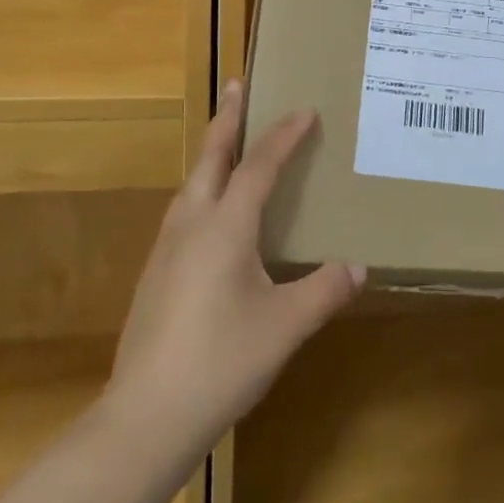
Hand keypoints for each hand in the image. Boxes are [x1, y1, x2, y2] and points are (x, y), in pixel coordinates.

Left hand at [108, 81, 363, 454]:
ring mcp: (166, 249)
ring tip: (228, 143)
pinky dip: (203, 189)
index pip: (259, 165)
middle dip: (227, 118)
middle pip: (210, 156)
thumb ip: (324, 291)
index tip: (306, 109)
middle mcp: (191, 224)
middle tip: (237, 85)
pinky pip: (184, 211)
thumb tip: (358, 267)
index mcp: (225, 226)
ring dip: (212, 153)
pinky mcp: (155, 274)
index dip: (284, 135)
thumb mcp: (285, 325)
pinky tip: (211, 215)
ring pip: (191, 183)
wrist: (145, 417)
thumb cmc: (222, 361)